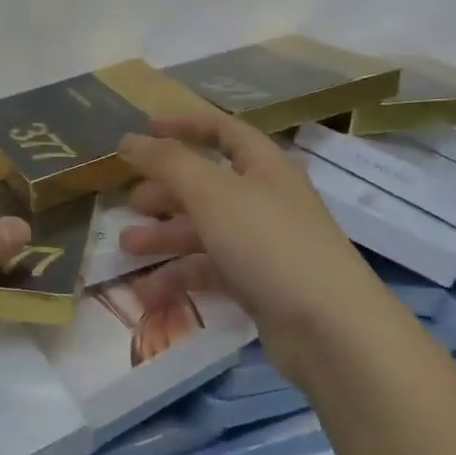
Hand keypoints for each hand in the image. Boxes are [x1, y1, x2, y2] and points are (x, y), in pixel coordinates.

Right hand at [116, 115, 395, 353]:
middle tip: (129, 201)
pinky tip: (148, 291)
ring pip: (204, 230)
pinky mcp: (258, 284)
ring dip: (164, 236)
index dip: (183, 125)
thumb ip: (167, 162)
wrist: (328, 328)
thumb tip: (129, 139)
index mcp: (263, 166)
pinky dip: (180, 276)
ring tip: (127, 248)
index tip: (144, 130)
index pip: (222, 130)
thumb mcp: (211, 192)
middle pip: (207, 184)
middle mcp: (265, 199)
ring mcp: (263, 244)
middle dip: (165, 191)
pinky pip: (211, 269)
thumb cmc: (268, 242)